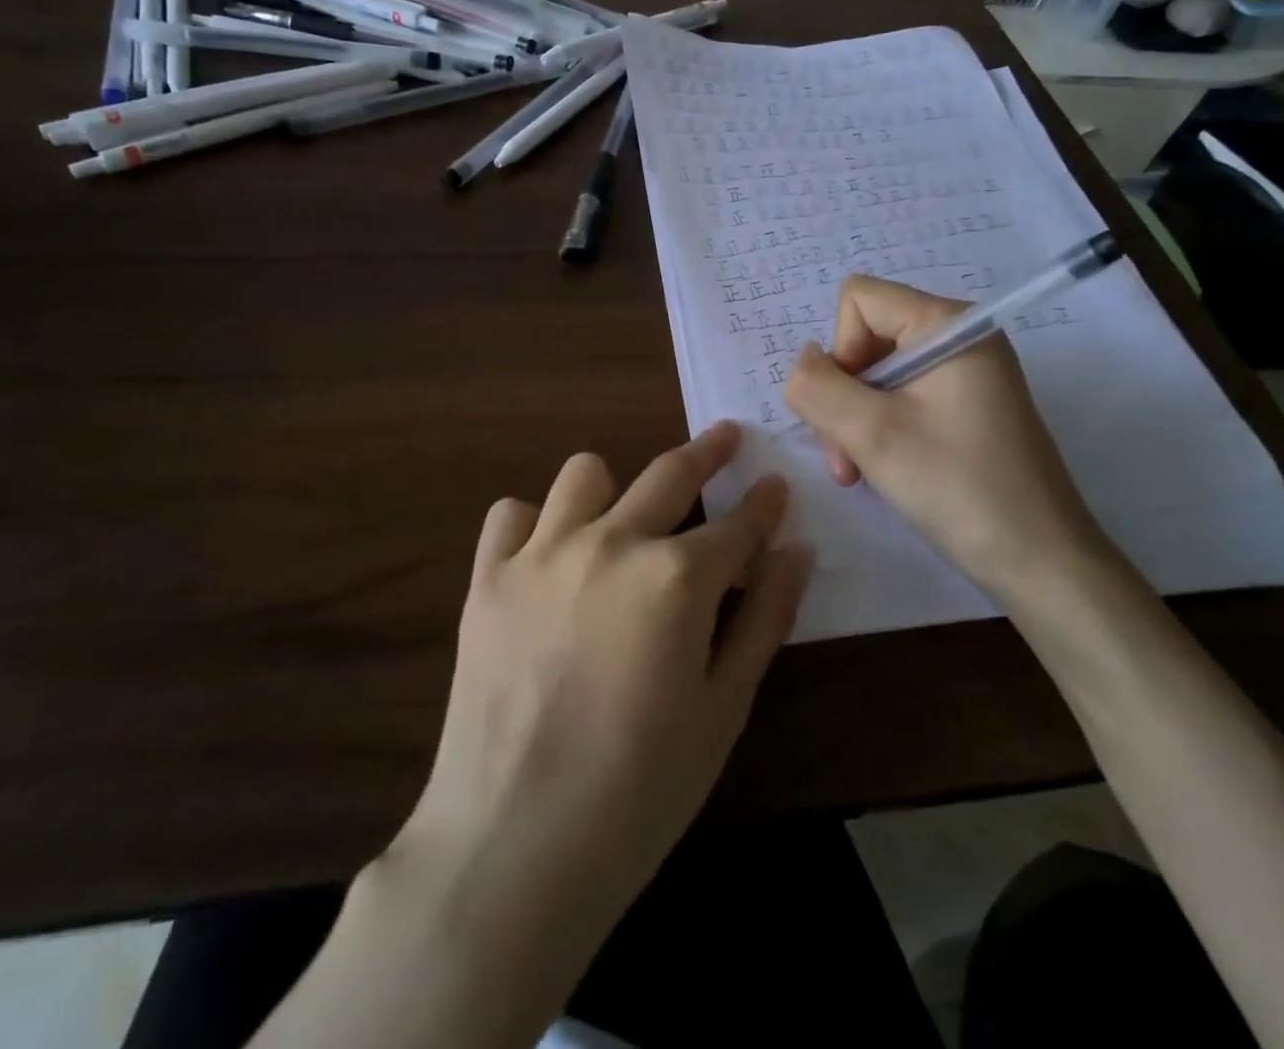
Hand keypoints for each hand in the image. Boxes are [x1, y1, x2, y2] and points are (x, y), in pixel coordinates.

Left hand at [392, 421, 811, 963]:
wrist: (513, 844)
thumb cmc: (640, 790)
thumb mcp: (724, 709)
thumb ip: (765, 619)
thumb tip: (796, 550)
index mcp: (676, 577)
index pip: (738, 524)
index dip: (764, 504)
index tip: (776, 485)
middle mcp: (611, 543)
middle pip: (669, 472)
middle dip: (708, 451)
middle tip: (726, 438)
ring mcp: (542, 553)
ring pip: (585, 473)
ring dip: (615, 486)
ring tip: (624, 516)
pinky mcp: (487, 576)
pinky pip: (511, 514)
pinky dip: (534, 523)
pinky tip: (547, 557)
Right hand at [783, 275, 1110, 603]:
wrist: (1040, 562)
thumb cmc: (957, 487)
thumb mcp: (871, 434)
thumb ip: (816, 386)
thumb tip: (803, 364)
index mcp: (948, 324)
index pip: (859, 300)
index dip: (841, 349)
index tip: (854, 406)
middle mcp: (959, 337)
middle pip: (865, 338)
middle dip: (843, 396)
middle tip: (847, 456)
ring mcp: (965, 373)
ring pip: (876, 374)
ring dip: (855, 420)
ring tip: (859, 471)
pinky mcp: (965, 406)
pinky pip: (900, 398)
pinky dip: (879, 430)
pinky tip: (882, 469)